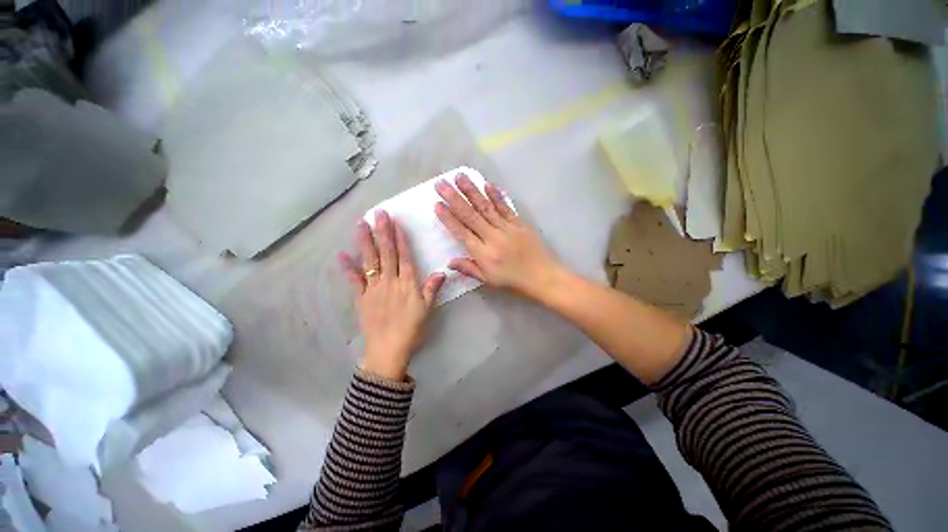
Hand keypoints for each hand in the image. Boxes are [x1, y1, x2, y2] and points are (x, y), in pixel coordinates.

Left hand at [339, 210, 445, 380]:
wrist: (388, 350)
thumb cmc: (411, 329)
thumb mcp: (427, 310)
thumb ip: (432, 289)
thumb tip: (442, 271)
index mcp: (407, 284)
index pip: (404, 256)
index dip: (400, 238)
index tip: (396, 222)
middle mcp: (389, 281)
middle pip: (386, 253)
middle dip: (383, 232)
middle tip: (379, 214)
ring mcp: (373, 288)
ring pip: (369, 261)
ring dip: (365, 242)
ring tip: (361, 224)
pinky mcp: (361, 298)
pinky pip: (354, 281)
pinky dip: (347, 268)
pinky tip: (341, 254)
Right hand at [434, 174, 563, 300]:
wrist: (543, 276)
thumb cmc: (513, 281)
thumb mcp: (488, 280)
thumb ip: (469, 269)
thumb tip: (449, 262)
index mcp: (484, 254)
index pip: (462, 233)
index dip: (448, 219)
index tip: (437, 205)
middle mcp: (493, 237)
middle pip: (471, 215)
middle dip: (454, 198)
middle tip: (441, 184)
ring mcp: (507, 228)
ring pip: (486, 207)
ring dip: (472, 191)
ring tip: (459, 177)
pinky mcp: (519, 223)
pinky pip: (505, 207)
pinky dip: (496, 195)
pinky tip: (487, 184)